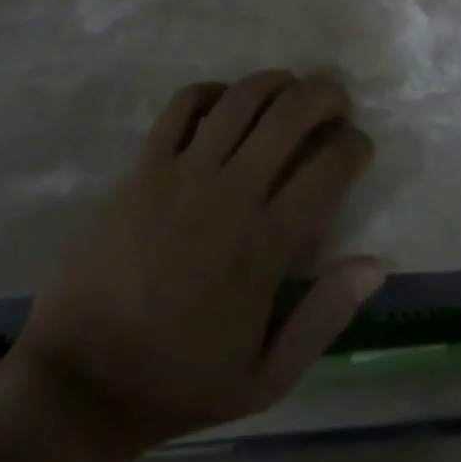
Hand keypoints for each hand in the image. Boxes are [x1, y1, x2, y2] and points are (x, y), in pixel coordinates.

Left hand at [7, 71, 382, 458]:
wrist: (84, 379)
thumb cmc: (180, 380)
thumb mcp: (266, 378)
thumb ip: (325, 317)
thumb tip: (377, 263)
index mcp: (265, 244)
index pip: (328, 167)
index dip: (355, 146)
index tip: (359, 148)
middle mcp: (230, 192)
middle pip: (291, 113)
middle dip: (326, 95)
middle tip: (336, 105)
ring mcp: (184, 172)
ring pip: (243, 97)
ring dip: (277, 82)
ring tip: (290, 92)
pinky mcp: (145, 165)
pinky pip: (184, 103)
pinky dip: (213, 91)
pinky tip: (226, 104)